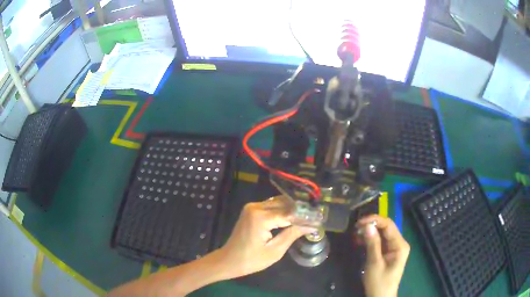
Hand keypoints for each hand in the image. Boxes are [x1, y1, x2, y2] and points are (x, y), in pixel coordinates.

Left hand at [217, 198, 312, 278]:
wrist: (229, 260)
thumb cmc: (251, 260)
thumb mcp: (275, 251)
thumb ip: (292, 234)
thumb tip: (312, 226)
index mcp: (261, 217)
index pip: (289, 212)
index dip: (305, 215)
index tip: (319, 218)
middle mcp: (256, 207)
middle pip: (284, 203)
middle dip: (299, 210)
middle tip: (314, 218)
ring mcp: (252, 207)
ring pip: (278, 203)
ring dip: (291, 209)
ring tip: (306, 218)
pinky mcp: (250, 210)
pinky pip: (270, 206)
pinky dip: (282, 211)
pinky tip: (292, 218)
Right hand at [356, 215, 409, 296]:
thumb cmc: (379, 282)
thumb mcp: (374, 263)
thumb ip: (372, 244)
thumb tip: (367, 225)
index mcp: (400, 244)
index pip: (389, 225)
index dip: (374, 220)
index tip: (359, 223)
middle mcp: (399, 243)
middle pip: (386, 228)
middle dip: (371, 226)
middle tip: (355, 229)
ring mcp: (394, 248)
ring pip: (382, 234)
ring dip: (370, 233)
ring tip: (356, 234)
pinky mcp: (388, 253)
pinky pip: (380, 242)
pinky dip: (370, 240)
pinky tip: (361, 241)